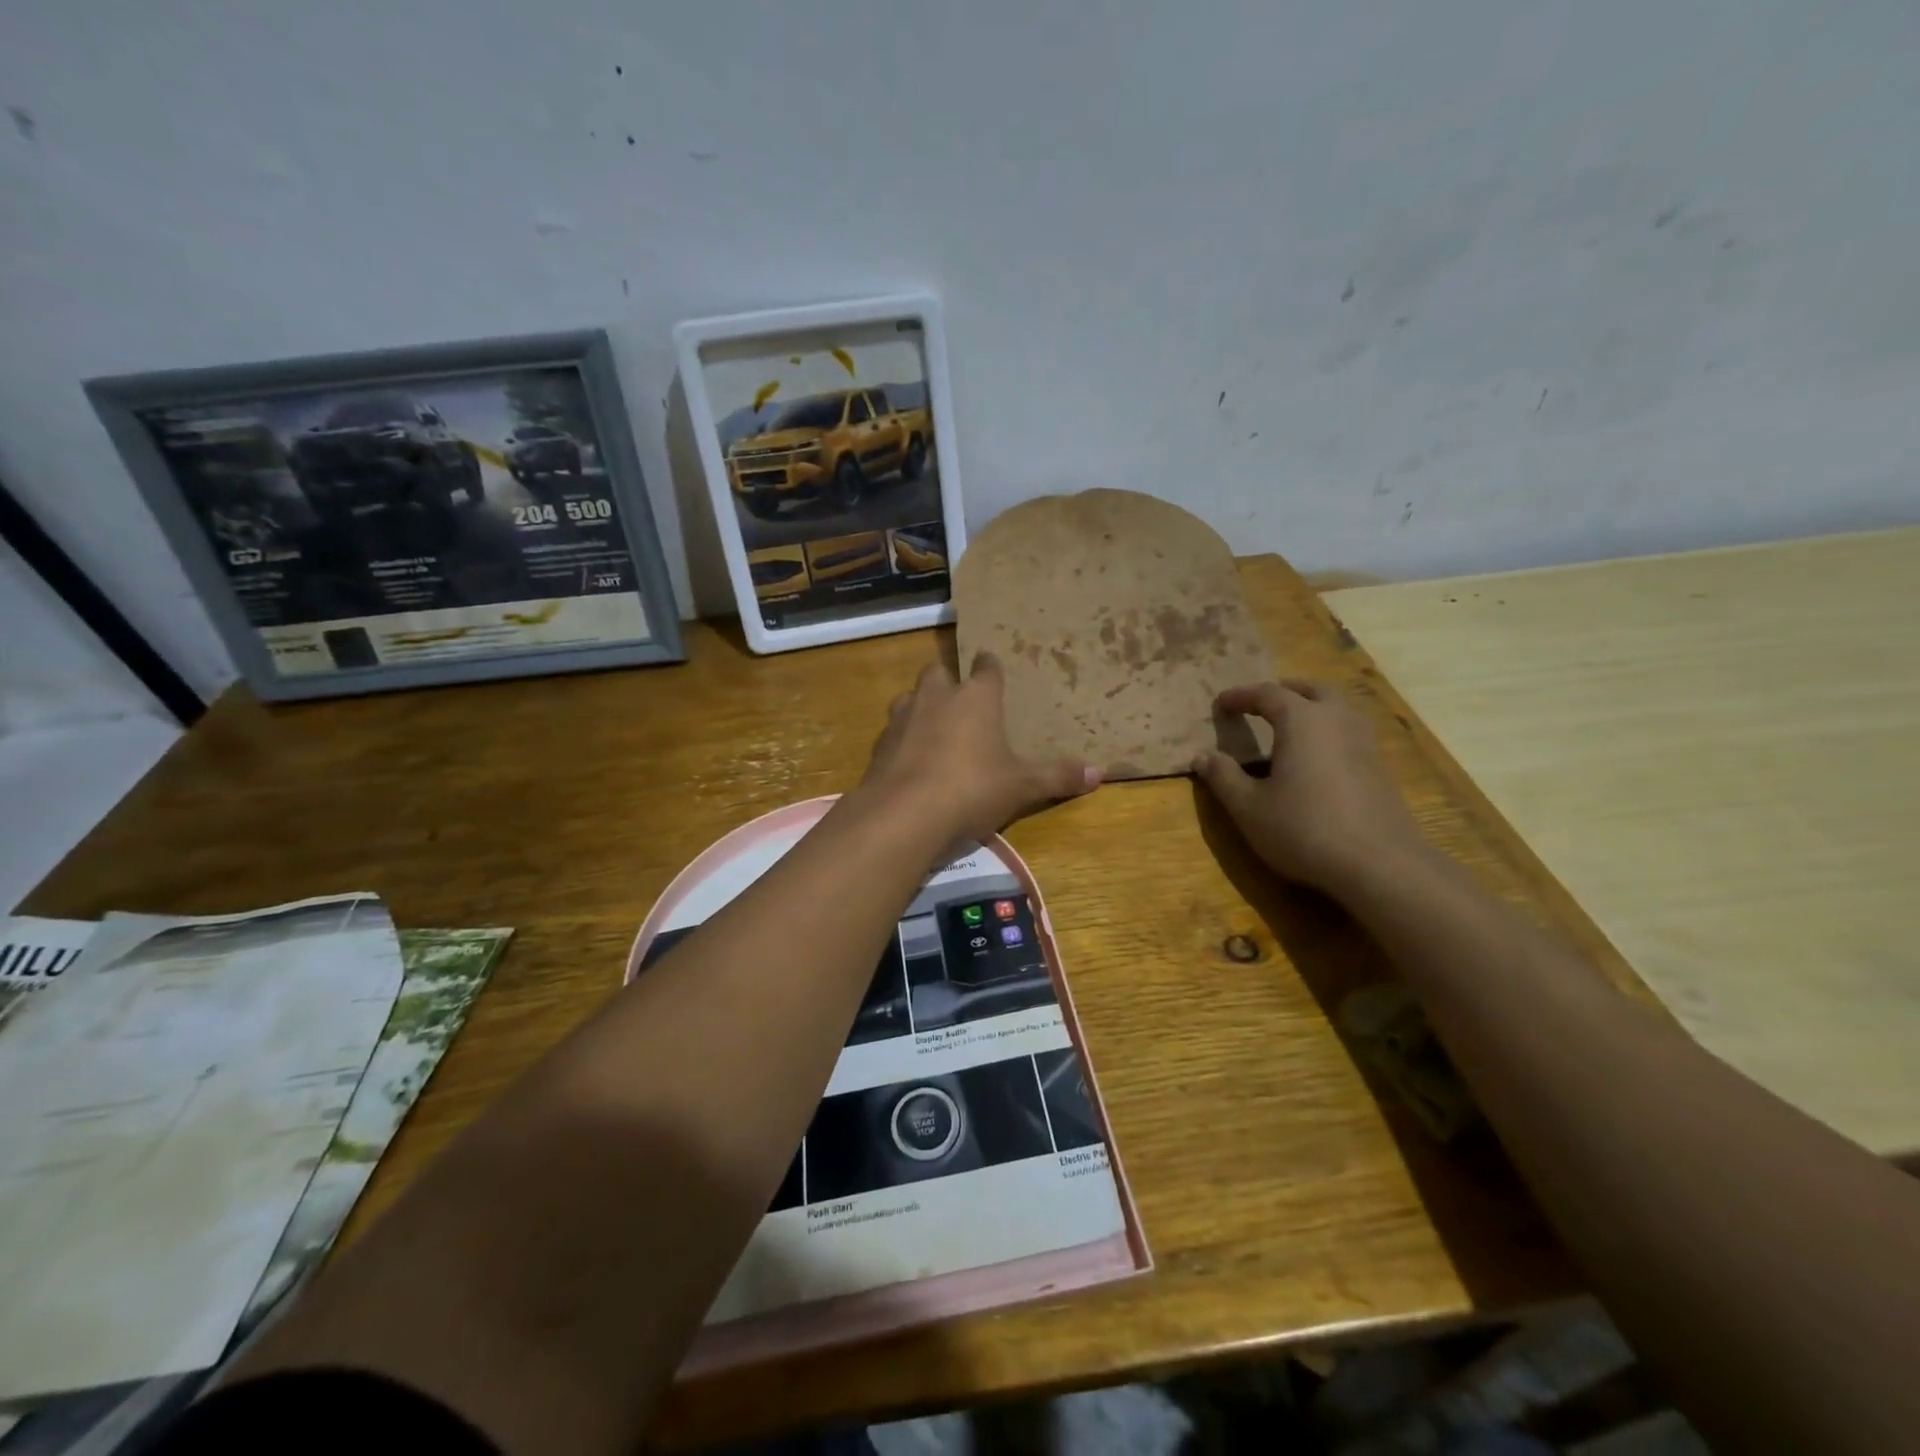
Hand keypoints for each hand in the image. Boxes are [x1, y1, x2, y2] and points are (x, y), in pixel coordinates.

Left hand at [861, 654, 1099, 845]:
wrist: (903, 815)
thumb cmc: (971, 789)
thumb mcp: (1021, 787)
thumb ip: (1057, 777)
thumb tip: (1100, 773)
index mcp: (975, 698)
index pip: (986, 668)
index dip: (990, 666)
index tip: (991, 663)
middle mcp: (936, 698)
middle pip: (938, 673)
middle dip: (948, 681)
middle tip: (959, 698)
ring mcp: (902, 719)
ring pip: (909, 698)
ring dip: (920, 707)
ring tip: (933, 728)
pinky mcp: (878, 747)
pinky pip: (892, 733)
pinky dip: (902, 741)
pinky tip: (910, 762)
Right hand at [1192, 680, 1424, 896]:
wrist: (1380, 864)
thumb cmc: (1304, 829)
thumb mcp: (1249, 807)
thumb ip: (1223, 777)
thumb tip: (1202, 757)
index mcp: (1302, 721)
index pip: (1267, 693)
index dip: (1241, 696)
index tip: (1220, 703)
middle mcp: (1337, 720)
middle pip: (1311, 690)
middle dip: (1283, 691)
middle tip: (1260, 703)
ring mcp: (1364, 743)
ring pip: (1337, 708)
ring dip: (1311, 708)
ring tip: (1289, 726)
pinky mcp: (1379, 768)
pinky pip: (1349, 732)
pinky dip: (1328, 731)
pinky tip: (1316, 757)